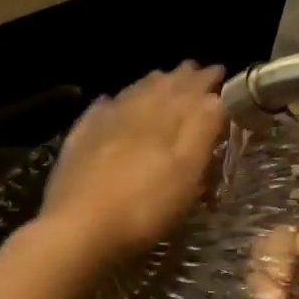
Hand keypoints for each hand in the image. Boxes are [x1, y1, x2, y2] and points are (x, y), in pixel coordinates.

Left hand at [39, 63, 226, 265]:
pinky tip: (110, 102)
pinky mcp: (78, 143)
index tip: (220, 71)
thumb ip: (201, 132)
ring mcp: (102, 126)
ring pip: (131, 94)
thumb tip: (214, 98)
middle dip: (180, 78)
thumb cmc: (144, 208)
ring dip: (150, 84)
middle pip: (160, 88)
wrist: (79, 229)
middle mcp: (133, 113)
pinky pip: (98, 112)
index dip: (207, 82)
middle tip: (193, 69)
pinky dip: (111, 103)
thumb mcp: (186, 174)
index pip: (192, 92)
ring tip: (161, 77)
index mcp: (165, 119)